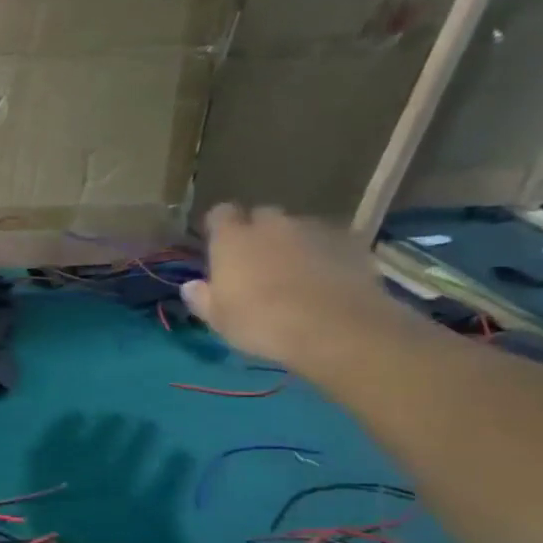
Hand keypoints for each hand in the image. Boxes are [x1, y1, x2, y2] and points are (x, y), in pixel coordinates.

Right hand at [181, 204, 405, 372]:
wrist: (335, 328)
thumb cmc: (262, 323)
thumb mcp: (219, 320)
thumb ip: (202, 298)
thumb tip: (191, 286)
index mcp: (232, 239)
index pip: (220, 214)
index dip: (220, 227)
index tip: (220, 245)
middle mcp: (272, 224)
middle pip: (262, 216)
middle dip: (259, 233)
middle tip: (258, 263)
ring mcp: (314, 229)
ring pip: (298, 228)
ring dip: (293, 243)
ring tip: (297, 274)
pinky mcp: (350, 242)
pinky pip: (330, 242)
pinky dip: (325, 254)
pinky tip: (327, 280)